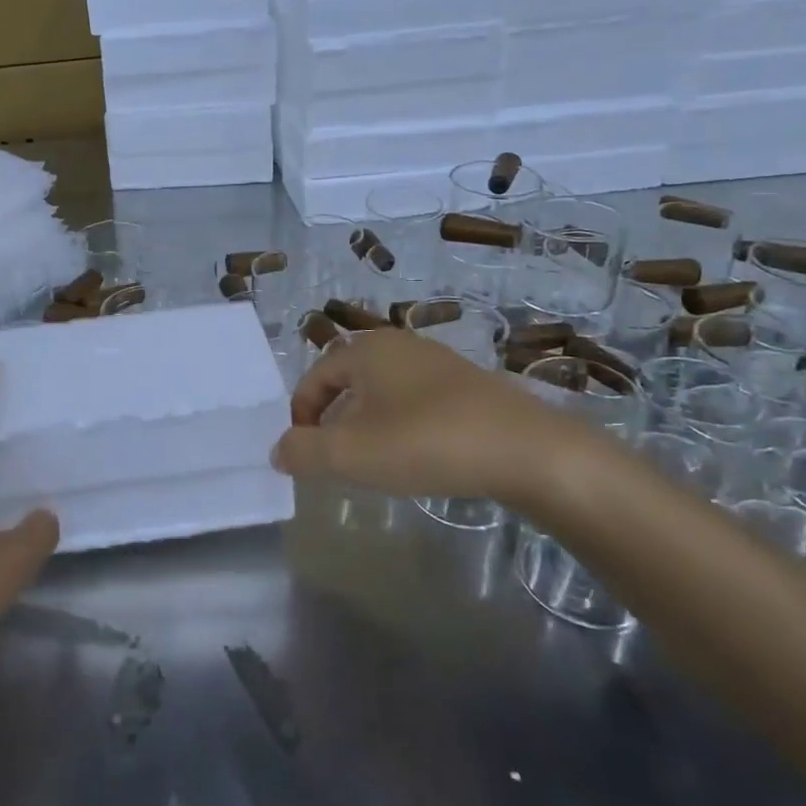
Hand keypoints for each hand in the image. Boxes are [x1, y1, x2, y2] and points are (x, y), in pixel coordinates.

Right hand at [271, 329, 604, 503]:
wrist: (526, 450)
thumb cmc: (425, 442)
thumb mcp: (351, 453)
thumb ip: (303, 451)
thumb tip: (278, 450)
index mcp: (366, 349)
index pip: (314, 377)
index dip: (301, 415)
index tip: (305, 454)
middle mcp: (398, 344)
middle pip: (347, 380)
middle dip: (333, 420)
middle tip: (336, 459)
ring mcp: (436, 362)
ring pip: (382, 391)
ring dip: (366, 423)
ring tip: (374, 461)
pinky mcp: (467, 385)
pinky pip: (415, 400)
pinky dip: (401, 424)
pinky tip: (417, 454)